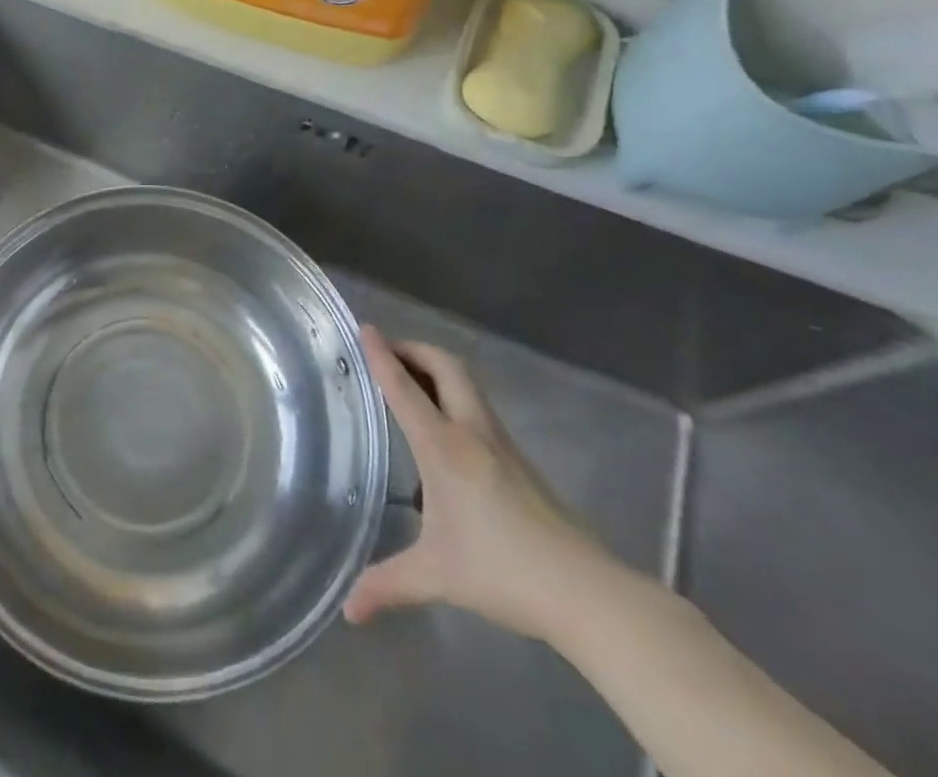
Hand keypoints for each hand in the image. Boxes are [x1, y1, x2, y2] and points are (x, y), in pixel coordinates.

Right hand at [344, 329, 616, 643]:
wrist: (588, 593)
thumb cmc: (504, 572)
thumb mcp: (436, 577)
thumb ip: (388, 585)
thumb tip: (348, 610)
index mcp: (444, 448)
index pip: (405, 389)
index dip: (383, 355)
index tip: (365, 328)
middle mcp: (472, 432)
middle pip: (446, 367)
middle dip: (415, 350)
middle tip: (387, 352)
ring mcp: (501, 444)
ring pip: (467, 384)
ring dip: (437, 370)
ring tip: (410, 382)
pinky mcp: (520, 461)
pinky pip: (478, 408)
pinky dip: (454, 396)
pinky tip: (445, 429)